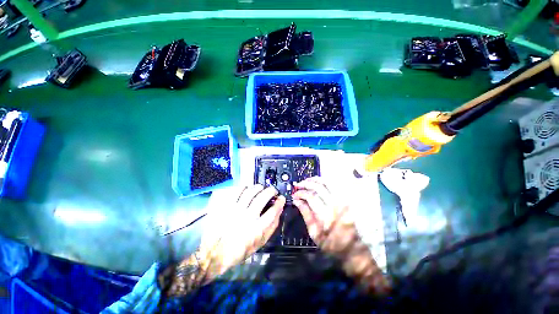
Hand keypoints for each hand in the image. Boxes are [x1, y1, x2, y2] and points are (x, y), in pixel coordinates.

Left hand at [164, 185, 284, 295]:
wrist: (214, 253)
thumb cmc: (239, 251)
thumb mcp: (259, 244)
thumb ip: (271, 228)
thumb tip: (279, 212)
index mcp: (257, 229)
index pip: (273, 211)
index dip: (279, 202)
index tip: (281, 198)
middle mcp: (247, 217)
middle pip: (263, 197)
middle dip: (271, 191)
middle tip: (272, 190)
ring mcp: (235, 210)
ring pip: (251, 192)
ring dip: (259, 187)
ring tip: (261, 188)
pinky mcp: (225, 206)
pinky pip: (237, 191)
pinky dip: (244, 187)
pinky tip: (247, 188)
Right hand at [293, 177, 389, 293]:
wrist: (354, 250)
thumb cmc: (332, 245)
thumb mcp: (315, 234)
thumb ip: (306, 215)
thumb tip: (296, 201)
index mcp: (326, 216)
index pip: (310, 197)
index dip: (300, 193)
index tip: (294, 195)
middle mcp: (335, 205)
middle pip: (318, 187)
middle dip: (306, 183)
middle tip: (298, 185)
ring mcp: (343, 201)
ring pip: (327, 183)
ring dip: (315, 180)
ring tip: (307, 181)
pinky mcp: (347, 200)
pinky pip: (336, 186)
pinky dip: (326, 181)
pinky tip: (319, 182)